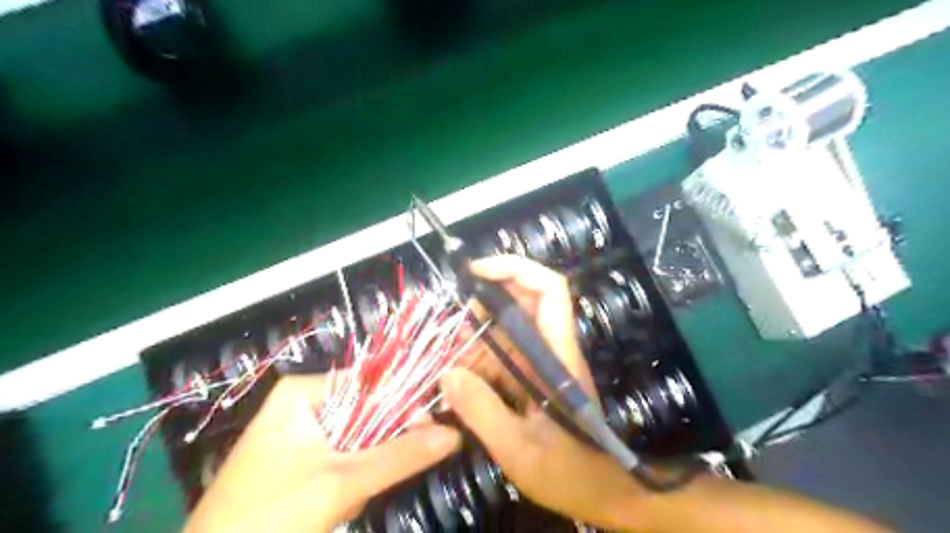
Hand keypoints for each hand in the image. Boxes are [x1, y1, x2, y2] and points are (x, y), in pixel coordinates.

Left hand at [183, 375, 462, 532]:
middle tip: (373, 478)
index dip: (403, 401)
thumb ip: (401, 456)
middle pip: (364, 411)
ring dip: (362, 470)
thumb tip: (455, 433)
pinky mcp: (295, 462)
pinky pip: (340, 459)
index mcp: (303, 391)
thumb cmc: (269, 516)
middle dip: (375, 448)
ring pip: (355, 439)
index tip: (430, 427)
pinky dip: (347, 481)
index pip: (371, 380)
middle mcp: (301, 404)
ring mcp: (296, 434)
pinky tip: (334, 505)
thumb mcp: (341, 483)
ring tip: (346, 499)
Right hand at [439, 257, 653, 531]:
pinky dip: (480, 357)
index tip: (476, 271)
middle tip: (452, 321)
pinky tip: (460, 376)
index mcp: (557, 355)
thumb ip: (483, 412)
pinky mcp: (534, 377)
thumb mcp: (520, 450)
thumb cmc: (570, 473)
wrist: (604, 494)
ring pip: (509, 328)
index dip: (515, 268)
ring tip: (449, 354)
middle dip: (486, 301)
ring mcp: (543, 362)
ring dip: (478, 334)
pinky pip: (504, 354)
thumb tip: (448, 373)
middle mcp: (551, 349)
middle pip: (524, 301)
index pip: (549, 290)